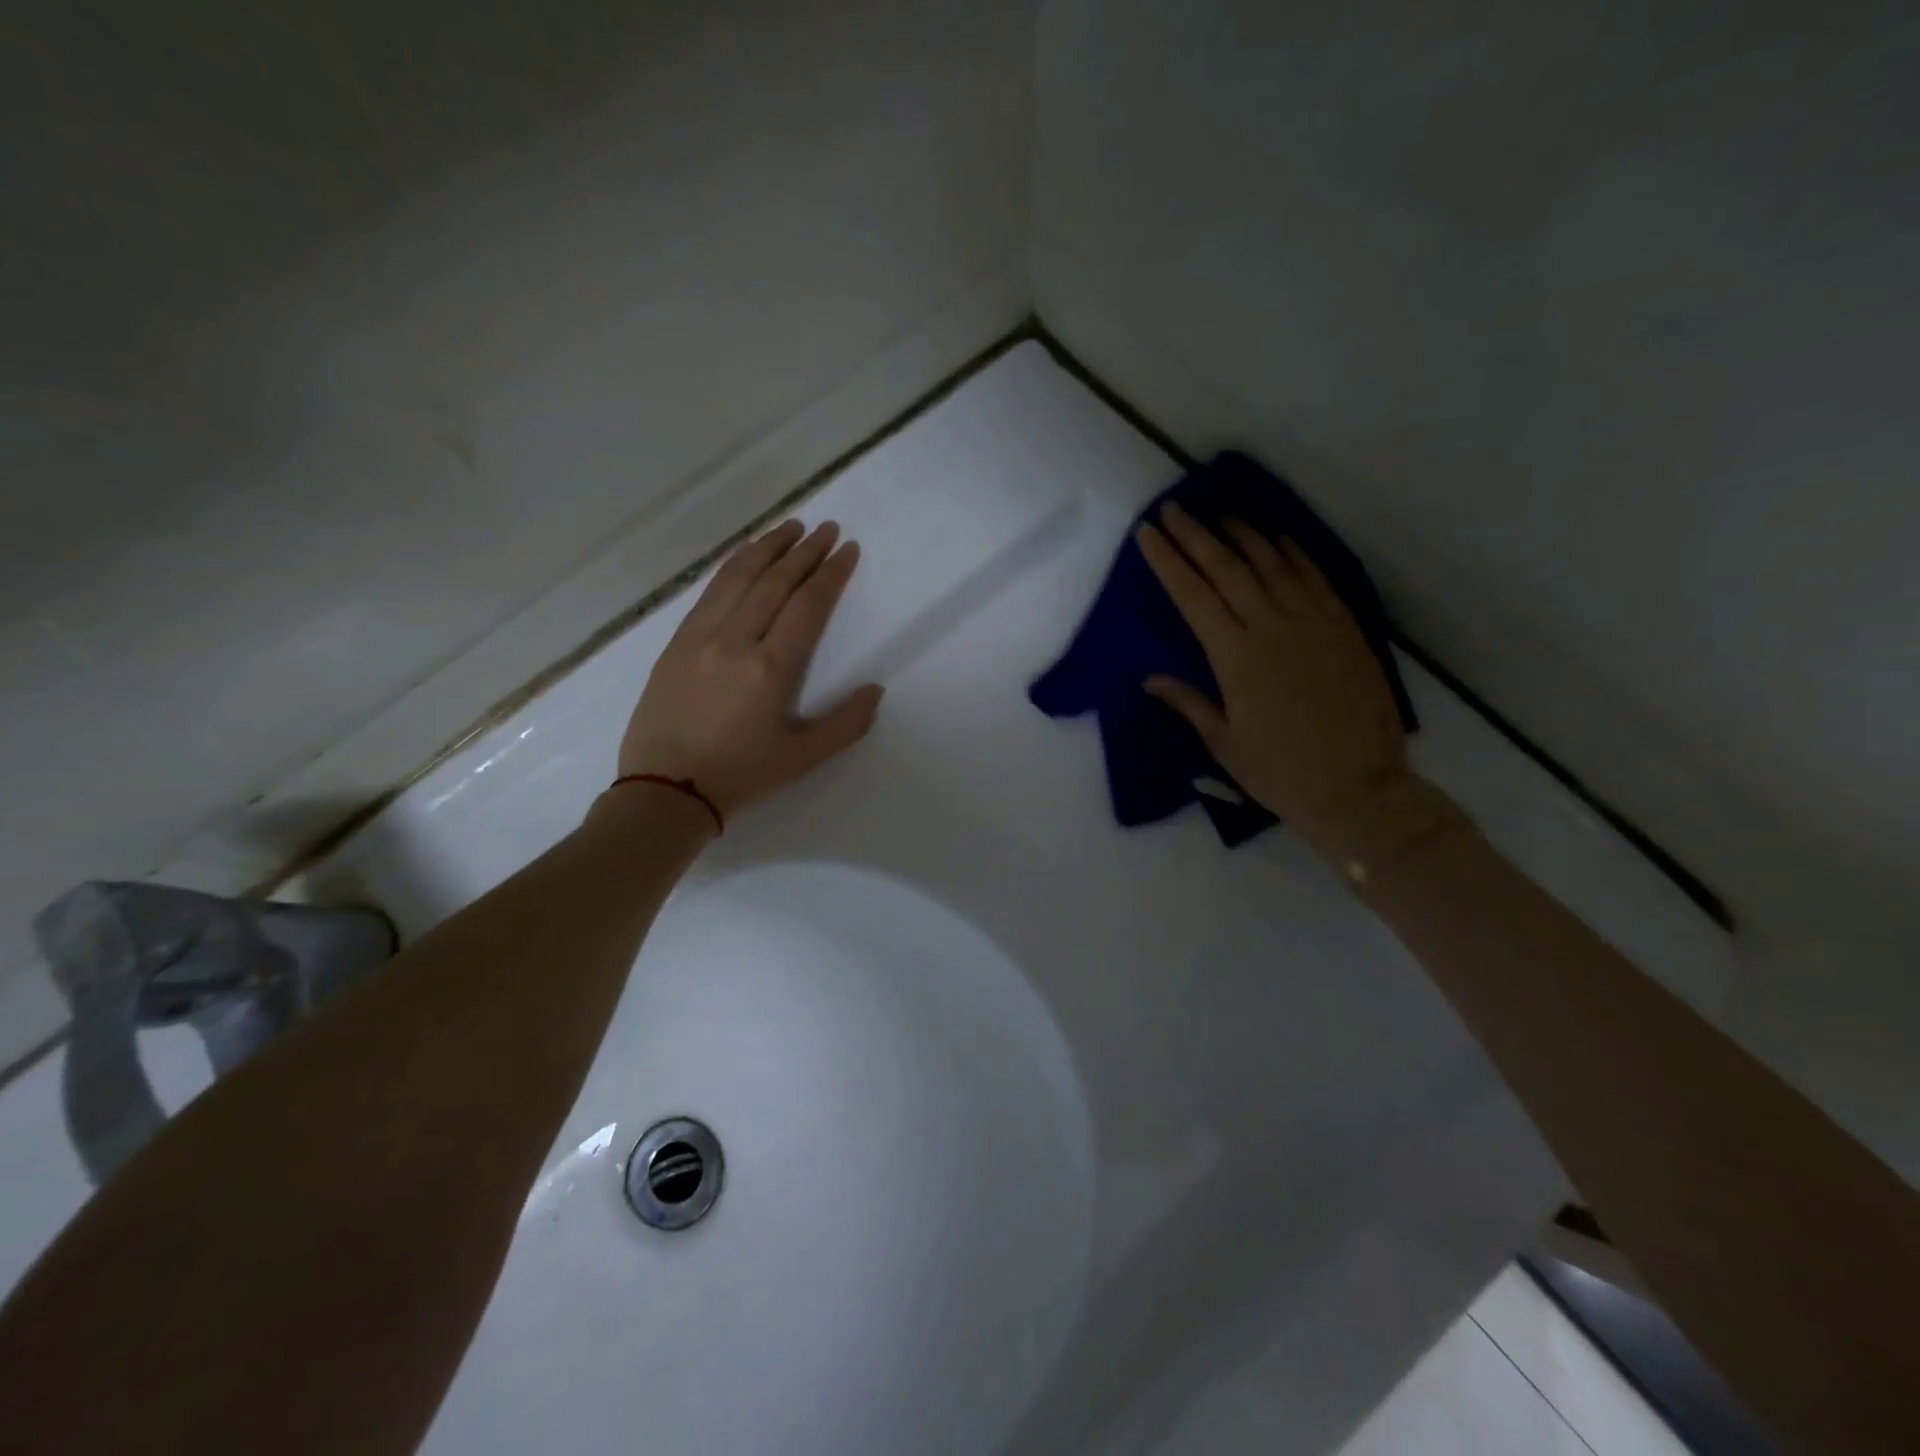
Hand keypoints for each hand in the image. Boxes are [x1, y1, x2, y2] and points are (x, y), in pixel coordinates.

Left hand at [617, 519, 883, 818]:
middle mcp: (735, 641)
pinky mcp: (677, 642)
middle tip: (827, 529)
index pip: (807, 605)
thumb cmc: (741, 776)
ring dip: (768, 547)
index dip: (831, 573)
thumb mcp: (803, 758)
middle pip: (775, 582)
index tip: (848, 549)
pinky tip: (746, 555)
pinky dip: (732, 566)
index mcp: (770, 669)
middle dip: (805, 551)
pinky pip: (709, 591)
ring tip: (791, 526)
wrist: (665, 790)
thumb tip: (875, 689)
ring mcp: (700, 637)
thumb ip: (846, 724)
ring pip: (738, 577)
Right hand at [1136, 504, 1409, 838]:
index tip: (1148, 533)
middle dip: (1196, 535)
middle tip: (1175, 508)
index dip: (1167, 561)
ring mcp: (1313, 622)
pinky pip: (1315, 577)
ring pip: (1272, 563)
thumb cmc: (1280, 772)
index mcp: (1235, 657)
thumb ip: (1188, 702)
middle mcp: (1271, 627)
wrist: (1359, 787)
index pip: (1192, 596)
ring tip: (1220, 513)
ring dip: (1242, 534)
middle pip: (1227, 568)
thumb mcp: (1224, 743)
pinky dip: (1293, 552)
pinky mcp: (1344, 627)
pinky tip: (1277, 537)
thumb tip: (1150, 677)